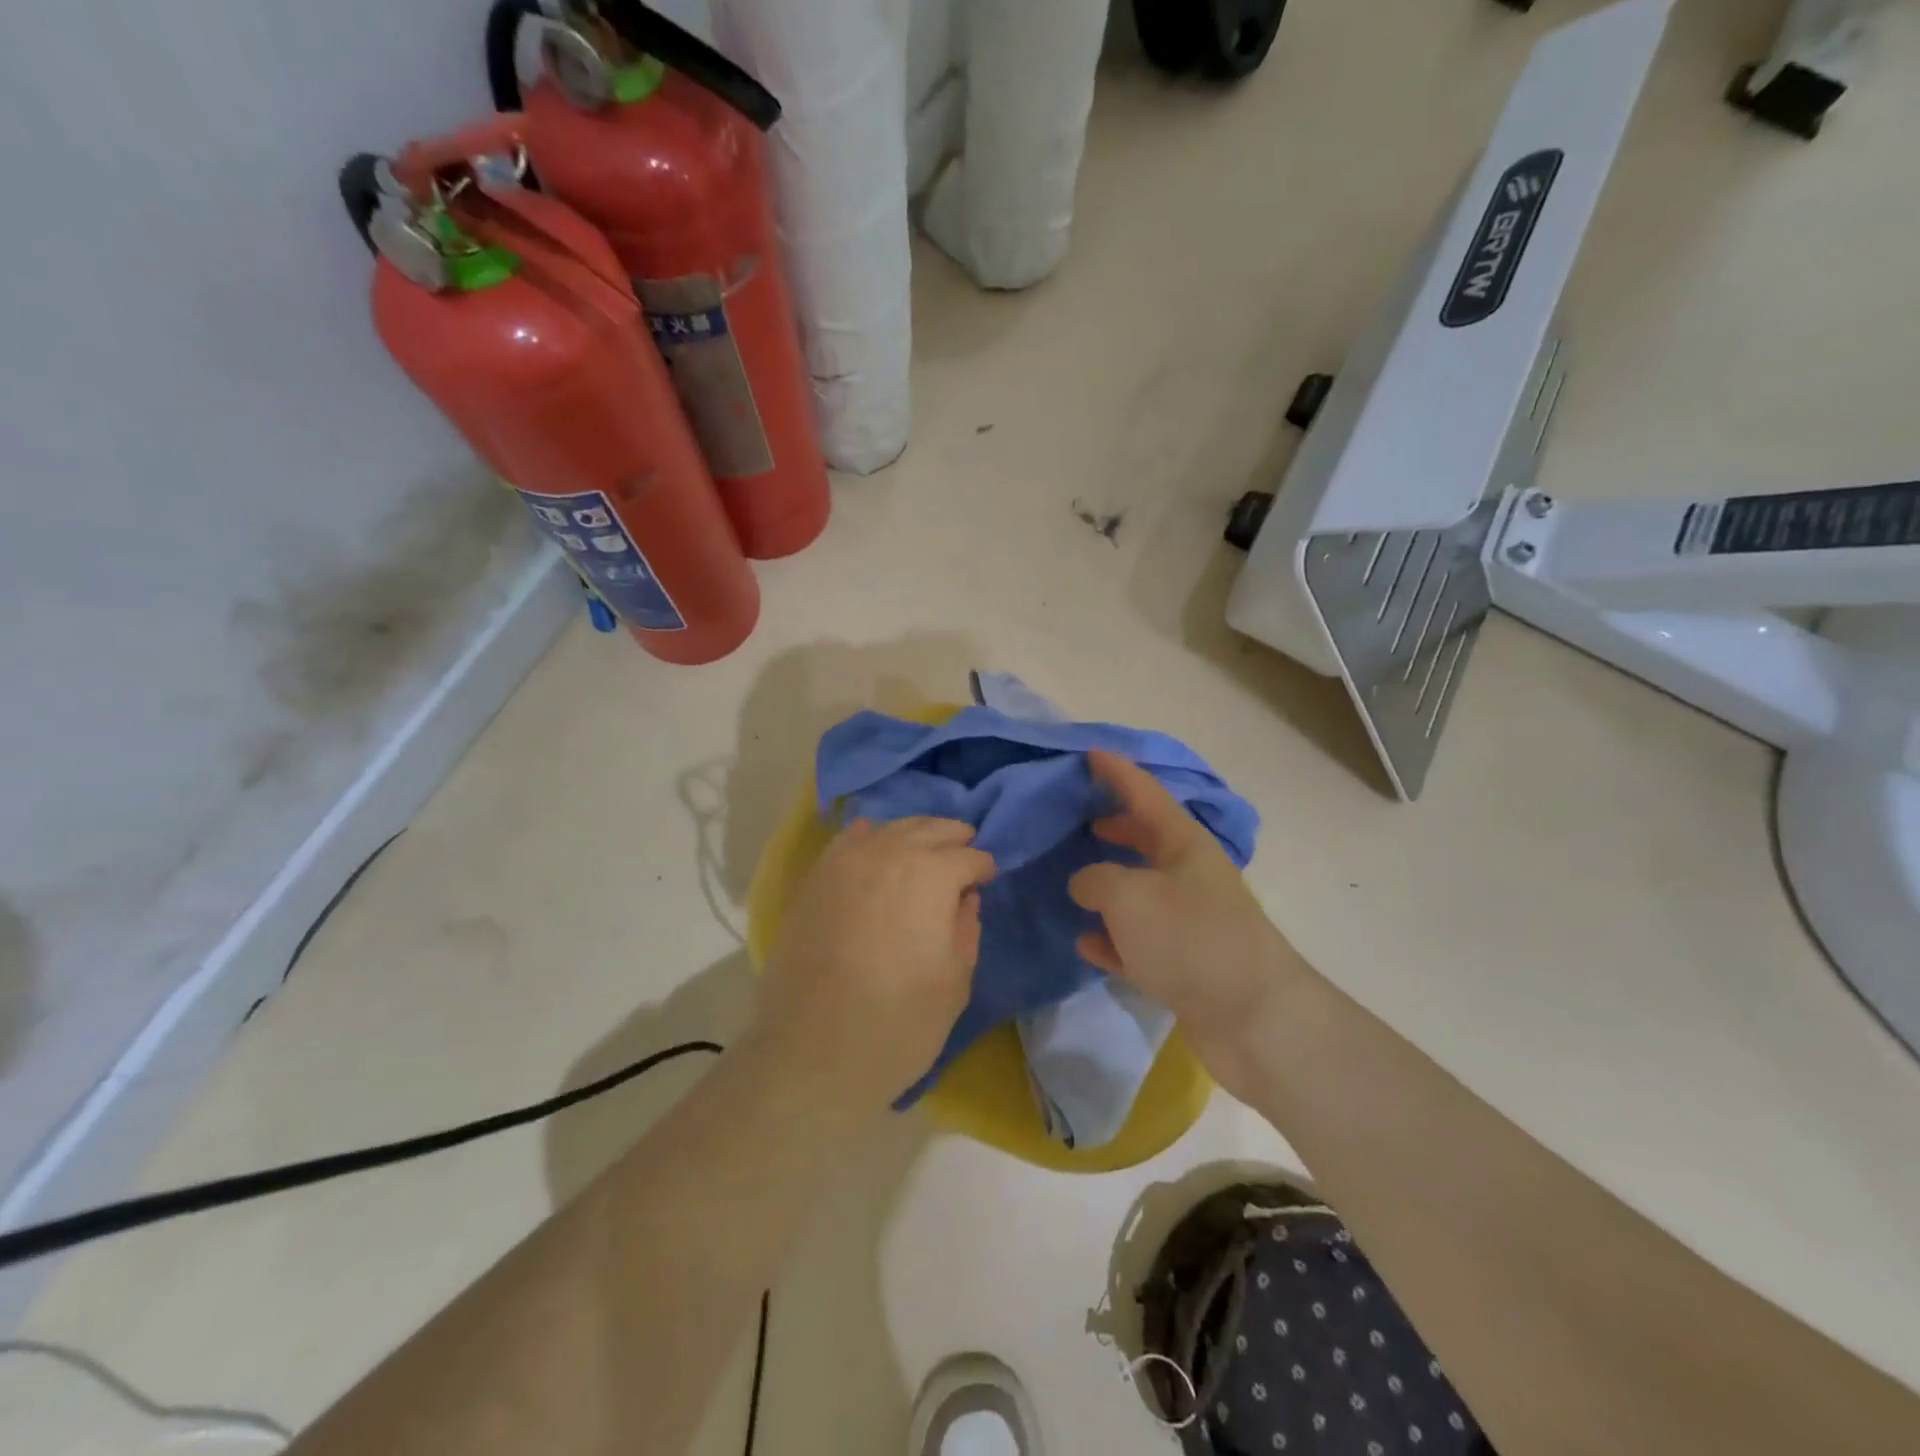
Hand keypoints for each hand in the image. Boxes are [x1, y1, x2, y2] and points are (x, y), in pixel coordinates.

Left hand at [750, 817, 995, 1113]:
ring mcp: (845, 862)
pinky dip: (868, 836)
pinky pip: (846, 842)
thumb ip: (966, 930)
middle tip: (964, 852)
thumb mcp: (954, 984)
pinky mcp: (814, 879)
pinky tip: (874, 840)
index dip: (983, 868)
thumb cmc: (897, 1024)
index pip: (968, 858)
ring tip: (926, 848)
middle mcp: (889, 853)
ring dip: (914, 834)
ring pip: (889, 829)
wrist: (809, 1052)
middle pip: (929, 830)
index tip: (987, 878)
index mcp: (932, 876)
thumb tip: (966, 899)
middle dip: (952, 838)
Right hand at [1068, 751, 1302, 1102]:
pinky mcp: (1184, 965)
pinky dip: (1112, 939)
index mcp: (1183, 844)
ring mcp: (1188, 922)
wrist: (1254, 1019)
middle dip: (1115, 825)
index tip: (1091, 753)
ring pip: (1139, 892)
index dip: (1118, 772)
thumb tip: (1085, 883)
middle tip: (1078, 816)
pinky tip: (1085, 942)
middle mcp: (1188, 876)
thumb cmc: (1190, 938)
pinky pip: (1137, 942)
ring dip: (1109, 885)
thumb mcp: (1128, 895)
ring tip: (1072, 879)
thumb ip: (1095, 879)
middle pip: (1146, 839)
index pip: (1145, 793)